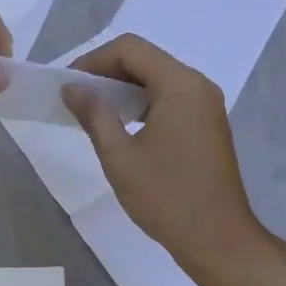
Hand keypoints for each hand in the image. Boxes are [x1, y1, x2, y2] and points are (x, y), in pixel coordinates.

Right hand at [62, 34, 268, 269]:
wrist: (216, 237)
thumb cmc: (165, 197)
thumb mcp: (119, 156)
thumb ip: (94, 115)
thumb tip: (72, 88)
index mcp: (180, 85)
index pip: (130, 48)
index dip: (93, 60)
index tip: (68, 85)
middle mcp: (198, 86)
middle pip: (146, 60)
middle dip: (107, 73)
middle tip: (76, 99)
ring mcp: (207, 105)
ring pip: (158, 80)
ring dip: (124, 90)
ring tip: (94, 114)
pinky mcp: (208, 125)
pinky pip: (171, 99)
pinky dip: (143, 104)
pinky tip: (123, 128)